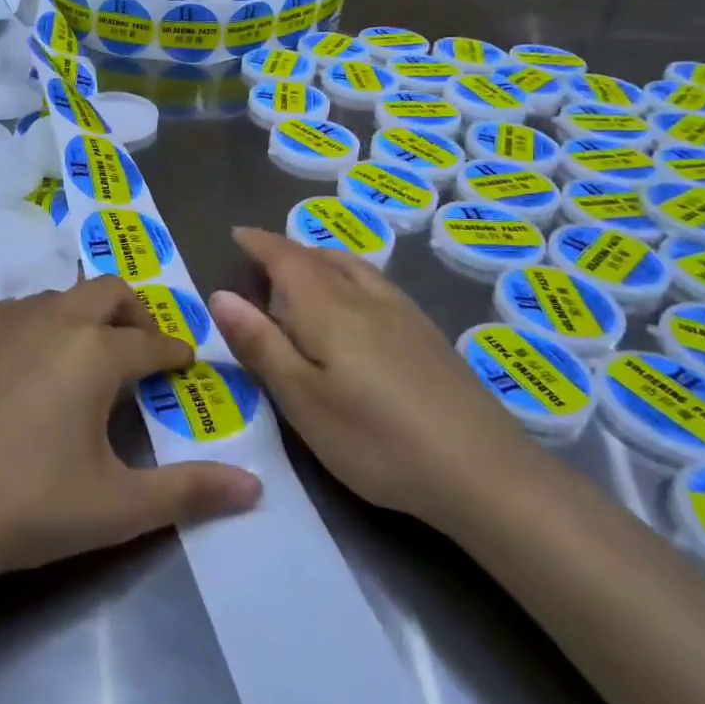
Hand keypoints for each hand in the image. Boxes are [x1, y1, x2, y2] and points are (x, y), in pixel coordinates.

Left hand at [0, 277, 261, 585]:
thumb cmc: (26, 505)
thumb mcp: (116, 507)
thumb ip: (189, 492)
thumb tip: (254, 486)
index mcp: (96, 352)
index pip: (153, 342)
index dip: (177, 353)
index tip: (185, 364)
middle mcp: (53, 318)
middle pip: (109, 291)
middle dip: (135, 314)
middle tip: (139, 351)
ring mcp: (2, 320)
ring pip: (60, 297)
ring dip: (84, 318)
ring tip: (81, 363)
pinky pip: (15, 312)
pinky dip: (37, 327)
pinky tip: (23, 370)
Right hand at [210, 227, 541, 526]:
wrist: (483, 471)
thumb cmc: (377, 440)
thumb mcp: (303, 401)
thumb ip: (261, 345)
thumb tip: (221, 295)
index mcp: (328, 310)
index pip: (286, 259)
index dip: (259, 243)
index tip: (237, 233)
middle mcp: (366, 298)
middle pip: (320, 258)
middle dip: (287, 250)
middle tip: (262, 258)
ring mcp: (404, 314)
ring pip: (354, 266)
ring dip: (321, 258)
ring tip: (305, 269)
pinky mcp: (429, 335)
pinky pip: (377, 283)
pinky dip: (351, 274)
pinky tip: (358, 301)